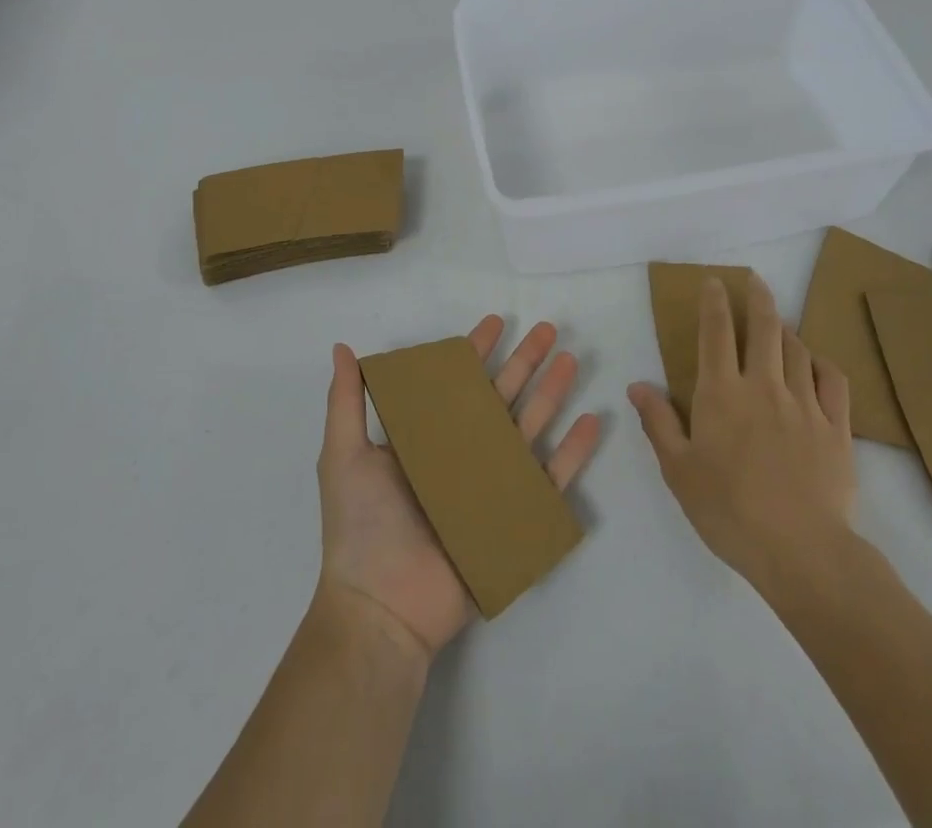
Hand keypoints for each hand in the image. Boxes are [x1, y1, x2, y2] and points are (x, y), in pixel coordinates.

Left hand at [316, 317, 600, 664]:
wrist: (381, 608)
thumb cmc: (361, 527)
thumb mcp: (343, 455)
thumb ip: (346, 401)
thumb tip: (340, 347)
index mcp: (428, 437)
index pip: (458, 382)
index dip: (477, 351)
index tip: (497, 322)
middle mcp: (463, 454)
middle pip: (502, 396)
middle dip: (525, 361)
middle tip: (548, 329)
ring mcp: (492, 484)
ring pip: (530, 427)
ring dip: (552, 393)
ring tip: (571, 360)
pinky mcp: (514, 517)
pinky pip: (551, 479)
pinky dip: (573, 452)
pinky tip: (591, 420)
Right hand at [628, 273, 858, 602]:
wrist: (801, 550)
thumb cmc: (729, 510)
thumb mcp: (678, 470)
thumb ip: (658, 423)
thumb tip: (636, 385)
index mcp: (721, 393)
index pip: (716, 333)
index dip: (714, 302)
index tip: (715, 282)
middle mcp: (764, 386)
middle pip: (764, 328)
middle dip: (758, 298)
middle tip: (754, 280)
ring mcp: (805, 404)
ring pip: (798, 350)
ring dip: (786, 330)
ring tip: (779, 324)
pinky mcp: (837, 428)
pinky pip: (833, 381)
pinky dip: (822, 363)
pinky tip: (817, 363)